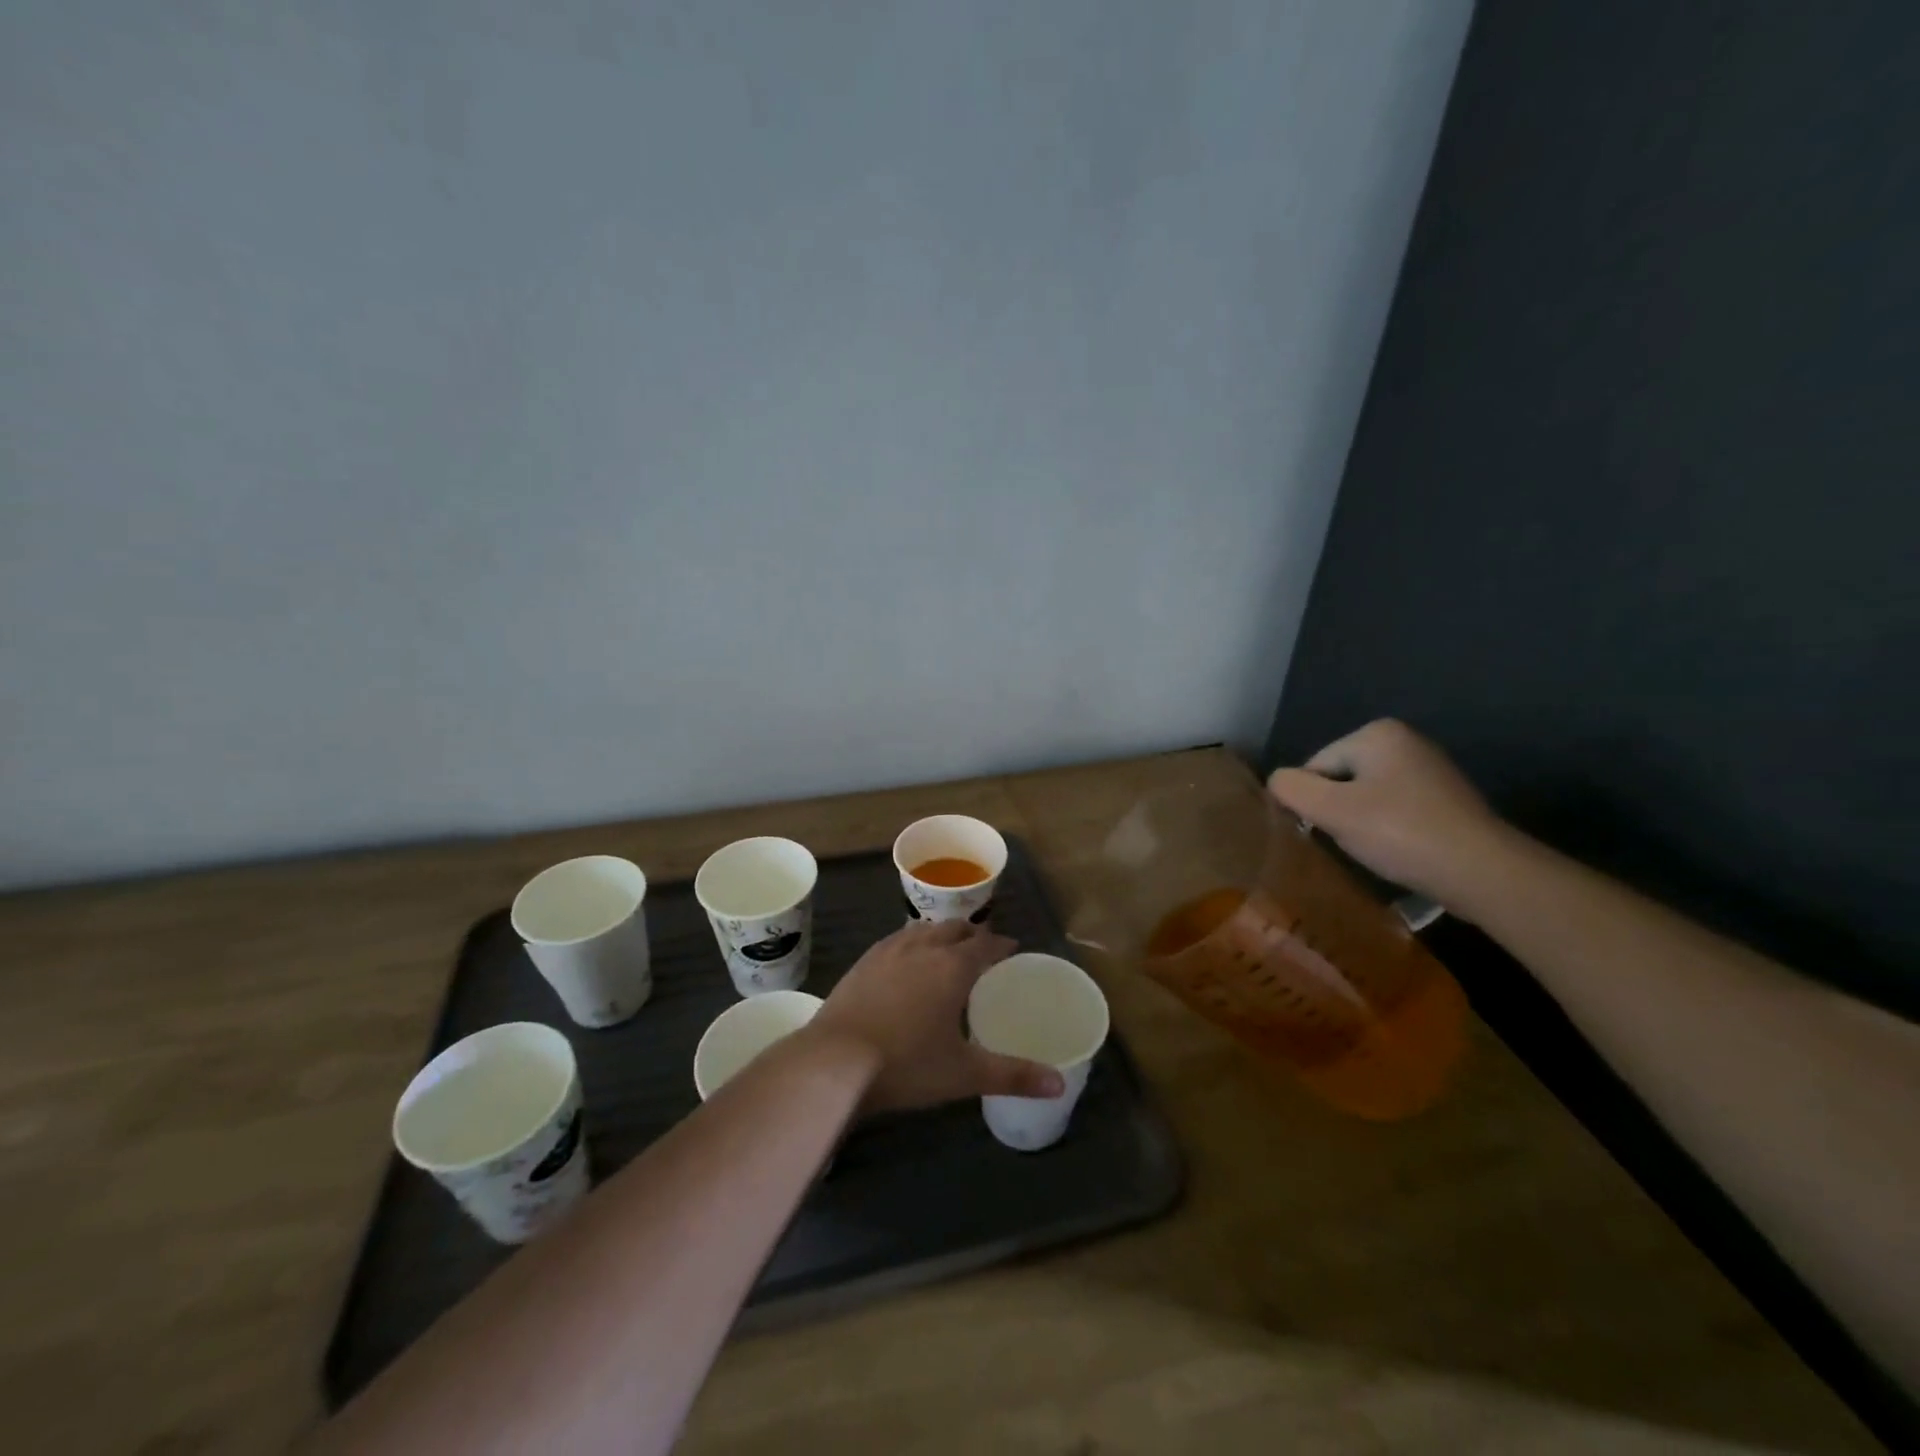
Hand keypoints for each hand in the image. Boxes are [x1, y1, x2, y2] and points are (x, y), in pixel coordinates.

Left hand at [808, 920, 1065, 1113]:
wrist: (835, 1060)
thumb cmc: (906, 1064)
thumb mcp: (964, 1073)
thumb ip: (1013, 1075)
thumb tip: (1059, 1084)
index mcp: (953, 967)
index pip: (985, 945)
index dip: (1001, 945)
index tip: (1011, 948)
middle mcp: (924, 948)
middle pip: (954, 929)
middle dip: (972, 934)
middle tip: (983, 947)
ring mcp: (889, 951)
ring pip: (923, 930)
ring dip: (941, 934)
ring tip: (947, 947)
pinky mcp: (863, 962)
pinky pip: (896, 940)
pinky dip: (911, 942)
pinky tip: (906, 958)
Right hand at [1266, 719, 1508, 902]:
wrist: (1482, 871)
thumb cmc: (1400, 832)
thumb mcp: (1331, 810)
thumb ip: (1292, 789)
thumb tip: (1278, 782)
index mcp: (1377, 733)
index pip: (1316, 766)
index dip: (1313, 801)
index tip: (1331, 830)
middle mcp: (1405, 740)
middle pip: (1341, 779)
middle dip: (1338, 810)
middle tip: (1353, 840)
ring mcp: (1430, 769)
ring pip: (1367, 797)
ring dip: (1362, 822)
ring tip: (1377, 848)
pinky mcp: (1446, 799)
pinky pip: (1395, 809)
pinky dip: (1388, 829)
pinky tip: (1398, 850)